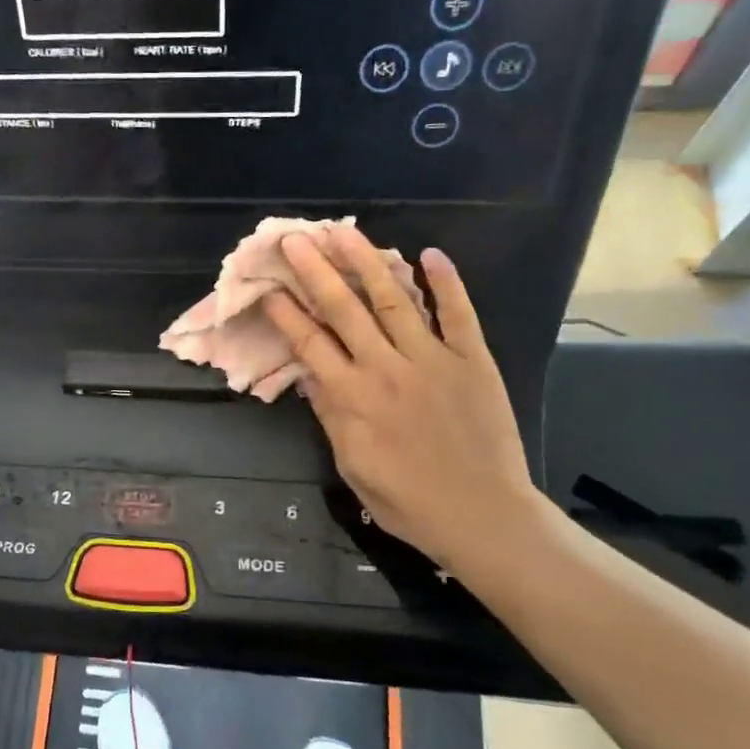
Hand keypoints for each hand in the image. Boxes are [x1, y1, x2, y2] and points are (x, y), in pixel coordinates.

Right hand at [261, 227, 542, 576]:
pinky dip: (446, 283)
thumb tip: (308, 374)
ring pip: (393, 300)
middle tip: (295, 239)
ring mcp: (432, 359)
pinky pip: (458, 314)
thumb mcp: (352, 466)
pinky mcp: (472, 360)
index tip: (267, 287)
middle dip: (316, 271)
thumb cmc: (408, 501)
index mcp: (352, 398)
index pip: (309, 344)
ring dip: (366, 262)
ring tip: (344, 232)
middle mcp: (385, 368)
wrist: (481, 515)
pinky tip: (430, 254)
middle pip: (344, 310)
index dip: (285, 313)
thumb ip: (330, 416)